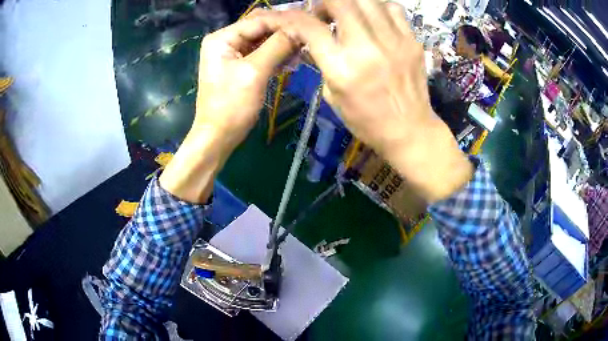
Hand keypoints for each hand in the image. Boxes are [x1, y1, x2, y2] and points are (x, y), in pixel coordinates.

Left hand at [160, 15, 294, 202]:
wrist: (218, 136)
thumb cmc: (231, 106)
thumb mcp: (254, 72)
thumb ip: (277, 46)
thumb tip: (299, 29)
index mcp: (222, 38)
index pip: (259, 20)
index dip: (285, 22)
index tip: (310, 26)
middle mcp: (226, 41)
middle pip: (261, 28)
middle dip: (284, 33)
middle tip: (308, 38)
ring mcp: (232, 53)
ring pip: (263, 41)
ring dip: (283, 45)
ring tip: (303, 52)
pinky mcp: (240, 66)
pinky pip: (261, 54)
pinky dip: (276, 56)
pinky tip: (292, 61)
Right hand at [262, 1, 472, 202]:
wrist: (410, 131)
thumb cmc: (367, 121)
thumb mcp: (332, 95)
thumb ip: (322, 62)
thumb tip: (314, 38)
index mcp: (341, 67)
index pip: (309, 26)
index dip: (293, 17)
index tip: (292, 19)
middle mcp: (367, 47)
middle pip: (340, 1)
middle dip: (324, 2)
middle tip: (323, 13)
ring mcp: (394, 41)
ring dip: (350, 2)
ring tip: (348, 13)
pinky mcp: (412, 41)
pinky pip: (393, 8)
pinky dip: (378, 7)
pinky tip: (374, 18)